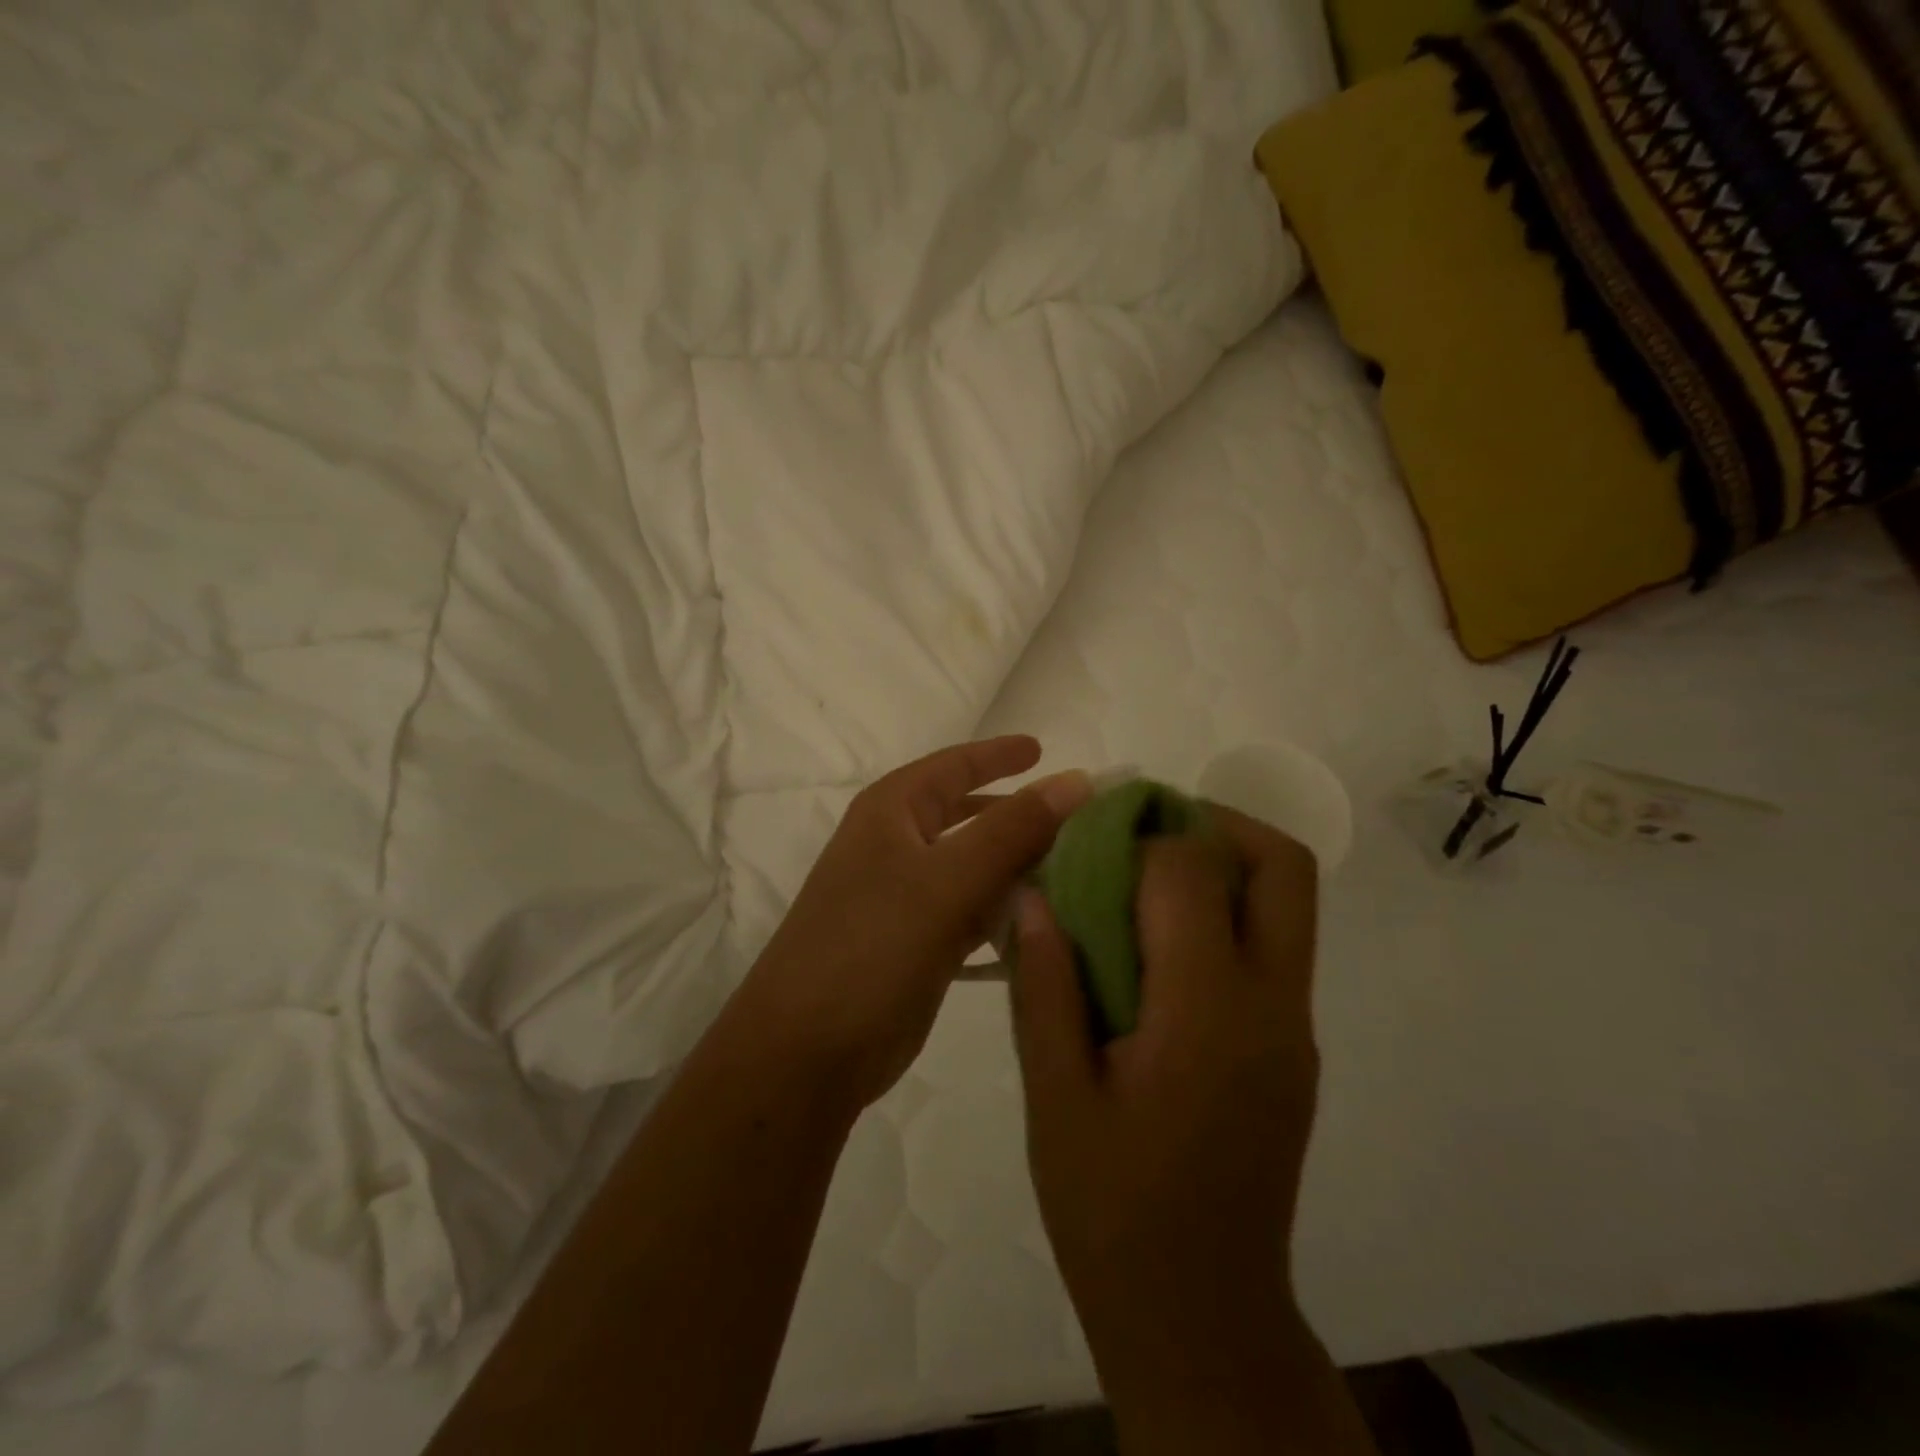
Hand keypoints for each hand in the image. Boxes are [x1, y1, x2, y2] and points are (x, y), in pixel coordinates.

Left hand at [735, 736, 1092, 1113]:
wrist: (807, 1051)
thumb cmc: (871, 946)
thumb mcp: (946, 880)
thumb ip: (1013, 829)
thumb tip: (1076, 780)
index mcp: (891, 813)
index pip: (954, 766)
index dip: (998, 755)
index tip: (1044, 748)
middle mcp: (897, 847)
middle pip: (969, 816)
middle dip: (1019, 814)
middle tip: (1079, 816)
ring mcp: (907, 899)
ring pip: (976, 867)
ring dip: (1021, 866)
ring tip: (1081, 866)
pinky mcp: (920, 945)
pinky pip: (975, 913)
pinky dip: (1008, 911)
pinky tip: (1049, 918)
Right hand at [1011, 807, 1322, 1423]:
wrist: (1200, 1317)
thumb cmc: (1111, 1210)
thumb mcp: (1054, 1096)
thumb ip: (1044, 985)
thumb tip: (1032, 895)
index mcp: (1208, 1013)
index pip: (1192, 872)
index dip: (1138, 836)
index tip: (1088, 839)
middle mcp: (1272, 1006)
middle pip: (1281, 866)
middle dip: (1213, 824)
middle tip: (1140, 835)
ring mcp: (1294, 1028)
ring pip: (1287, 902)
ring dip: (1222, 864)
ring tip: (1141, 879)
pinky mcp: (1292, 1049)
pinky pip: (1273, 946)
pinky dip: (1224, 914)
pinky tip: (1156, 949)